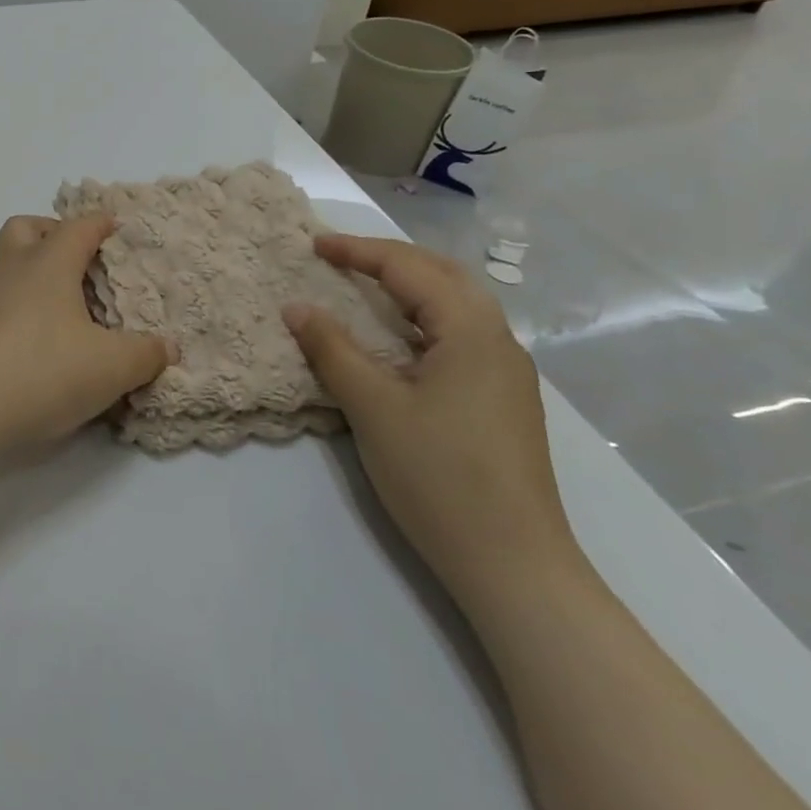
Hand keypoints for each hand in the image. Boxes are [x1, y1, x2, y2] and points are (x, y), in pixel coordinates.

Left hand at [0, 215, 172, 450]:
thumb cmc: (45, 370)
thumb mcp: (112, 367)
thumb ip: (145, 354)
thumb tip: (166, 347)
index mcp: (48, 266)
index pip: (76, 228)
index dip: (99, 223)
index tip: (116, 226)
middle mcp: (13, 273)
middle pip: (24, 230)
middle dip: (50, 232)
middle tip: (78, 257)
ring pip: (8, 269)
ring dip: (34, 277)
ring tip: (67, 310)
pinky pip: (0, 306)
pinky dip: (22, 312)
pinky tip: (41, 345)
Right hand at [282, 234, 581, 605]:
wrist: (514, 564)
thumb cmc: (439, 475)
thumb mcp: (372, 406)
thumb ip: (332, 349)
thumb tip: (296, 306)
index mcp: (472, 332)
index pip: (409, 269)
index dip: (358, 251)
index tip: (313, 245)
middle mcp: (499, 341)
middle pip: (443, 275)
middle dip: (389, 258)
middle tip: (339, 256)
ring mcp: (507, 374)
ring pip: (457, 305)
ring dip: (409, 285)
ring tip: (363, 285)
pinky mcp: (502, 401)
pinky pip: (459, 334)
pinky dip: (422, 316)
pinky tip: (397, 338)